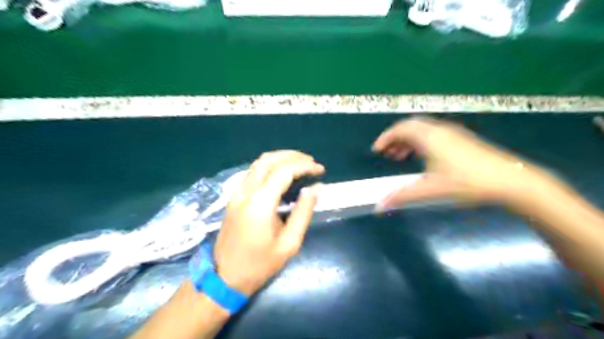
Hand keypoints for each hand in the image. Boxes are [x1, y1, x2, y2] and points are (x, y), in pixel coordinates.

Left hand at [214, 150, 324, 296]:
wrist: (225, 277)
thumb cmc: (260, 264)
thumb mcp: (290, 242)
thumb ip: (304, 212)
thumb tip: (316, 188)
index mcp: (260, 203)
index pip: (284, 171)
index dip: (305, 166)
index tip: (320, 170)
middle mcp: (246, 191)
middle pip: (269, 160)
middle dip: (293, 156)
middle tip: (312, 162)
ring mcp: (237, 193)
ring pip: (259, 163)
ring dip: (280, 157)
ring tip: (300, 163)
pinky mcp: (234, 197)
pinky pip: (252, 172)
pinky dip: (269, 165)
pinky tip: (281, 172)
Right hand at [371, 119, 551, 208]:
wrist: (512, 180)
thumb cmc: (467, 182)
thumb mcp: (430, 190)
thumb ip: (402, 196)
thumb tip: (378, 206)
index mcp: (429, 137)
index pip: (400, 129)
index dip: (385, 138)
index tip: (376, 150)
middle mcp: (439, 130)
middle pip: (410, 126)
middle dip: (395, 138)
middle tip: (387, 154)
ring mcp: (453, 133)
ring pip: (422, 130)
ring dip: (408, 141)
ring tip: (400, 157)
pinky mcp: (462, 140)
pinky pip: (433, 135)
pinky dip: (421, 143)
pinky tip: (423, 159)